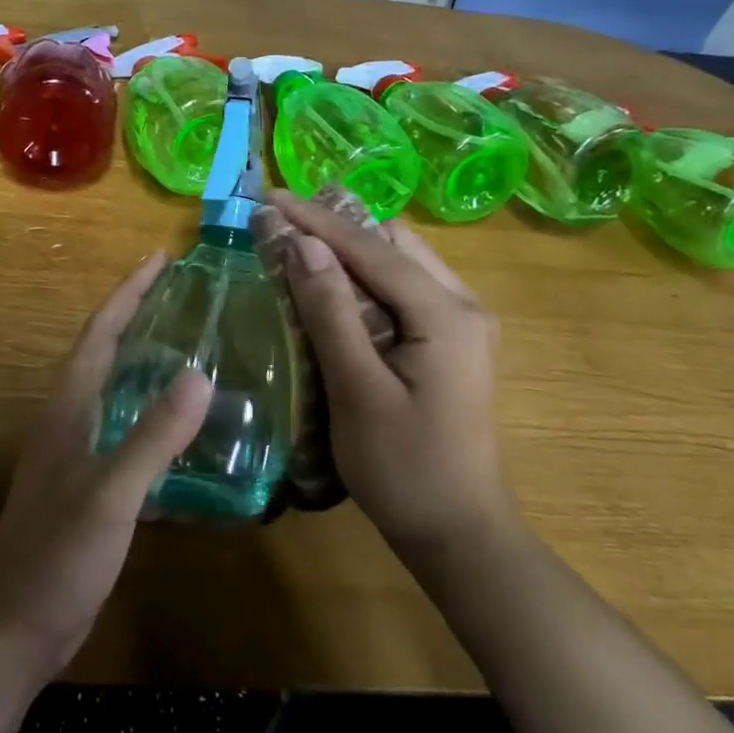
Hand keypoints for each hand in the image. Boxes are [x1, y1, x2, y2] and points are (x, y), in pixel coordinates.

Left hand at [0, 251, 210, 683]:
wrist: (12, 629)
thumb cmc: (56, 556)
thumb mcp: (110, 494)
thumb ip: (153, 436)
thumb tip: (199, 374)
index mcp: (69, 406)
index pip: (101, 331)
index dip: (129, 292)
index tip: (160, 258)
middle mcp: (69, 419)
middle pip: (106, 351)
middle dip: (140, 317)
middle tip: (186, 296)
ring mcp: (75, 453)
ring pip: (115, 390)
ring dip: (146, 362)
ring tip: (192, 348)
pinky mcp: (86, 485)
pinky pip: (124, 430)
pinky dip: (152, 415)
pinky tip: (183, 431)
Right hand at [268, 192, 516, 567]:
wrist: (458, 534)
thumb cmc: (404, 469)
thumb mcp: (357, 390)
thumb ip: (332, 312)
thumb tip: (304, 245)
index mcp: (446, 315)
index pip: (373, 249)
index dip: (318, 220)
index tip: (271, 198)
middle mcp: (463, 305)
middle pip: (394, 243)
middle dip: (337, 227)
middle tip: (283, 225)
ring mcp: (462, 323)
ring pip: (401, 261)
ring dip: (351, 250)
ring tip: (300, 247)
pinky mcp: (452, 341)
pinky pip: (404, 288)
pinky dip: (366, 277)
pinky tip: (333, 288)